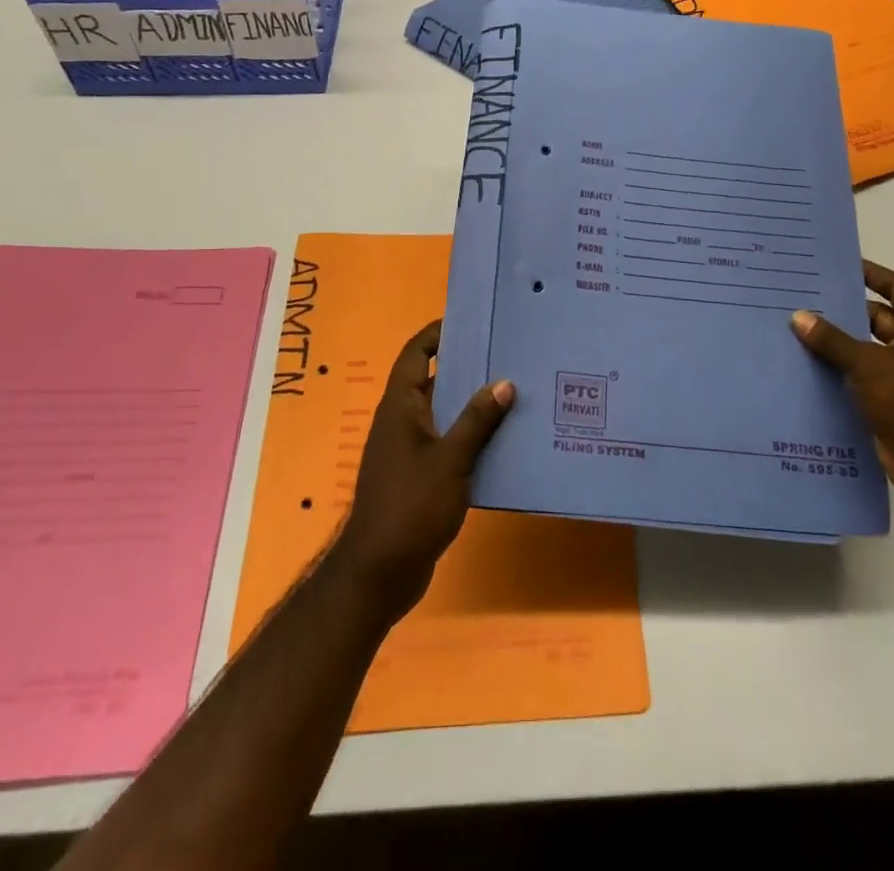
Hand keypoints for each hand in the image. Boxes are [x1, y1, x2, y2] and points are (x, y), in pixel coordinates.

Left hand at [329, 320, 513, 621]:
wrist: (380, 571)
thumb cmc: (411, 506)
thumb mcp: (450, 460)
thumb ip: (477, 421)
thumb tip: (504, 383)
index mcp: (400, 406)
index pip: (415, 353)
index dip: (438, 333)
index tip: (471, 322)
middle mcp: (401, 421)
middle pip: (432, 380)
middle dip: (465, 368)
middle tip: (505, 356)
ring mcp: (408, 450)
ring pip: (443, 414)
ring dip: (471, 404)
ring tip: (513, 393)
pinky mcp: (418, 476)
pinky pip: (447, 443)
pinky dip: (469, 437)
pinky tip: (501, 441)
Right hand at [791, 259, 893, 509]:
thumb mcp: (868, 362)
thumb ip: (832, 339)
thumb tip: (799, 316)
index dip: (870, 274)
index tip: (837, 264)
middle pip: (878, 317)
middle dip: (844, 310)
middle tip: (804, 296)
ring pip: (867, 348)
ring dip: (839, 341)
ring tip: (797, 327)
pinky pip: (863, 375)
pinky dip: (841, 369)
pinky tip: (807, 363)